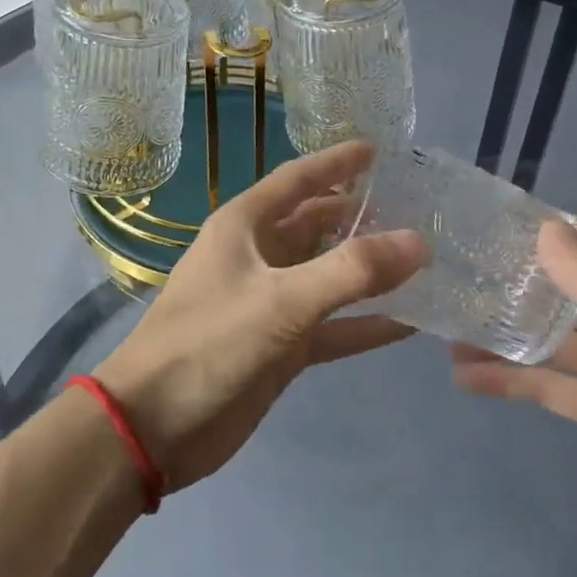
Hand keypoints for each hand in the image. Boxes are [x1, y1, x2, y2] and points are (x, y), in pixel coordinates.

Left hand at [95, 141, 426, 492]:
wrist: (154, 426)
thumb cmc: (208, 343)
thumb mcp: (282, 301)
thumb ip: (351, 271)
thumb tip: (419, 241)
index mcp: (244, 226)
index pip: (297, 180)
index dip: (336, 162)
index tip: (378, 149)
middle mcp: (257, 257)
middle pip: (316, 225)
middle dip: (360, 216)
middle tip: (417, 210)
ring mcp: (269, 303)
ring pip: (328, 275)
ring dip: (367, 270)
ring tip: (422, 260)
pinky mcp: (279, 347)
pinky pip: (331, 326)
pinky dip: (364, 324)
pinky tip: (408, 324)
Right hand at [452, 218, 576, 576]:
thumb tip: (545, 232)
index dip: (551, 229)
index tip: (492, 220)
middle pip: (563, 290)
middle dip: (515, 280)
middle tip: (453, 270)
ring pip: (546, 339)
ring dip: (503, 332)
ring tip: (446, 325)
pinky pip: (545, 388)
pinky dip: (508, 381)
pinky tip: (466, 377)